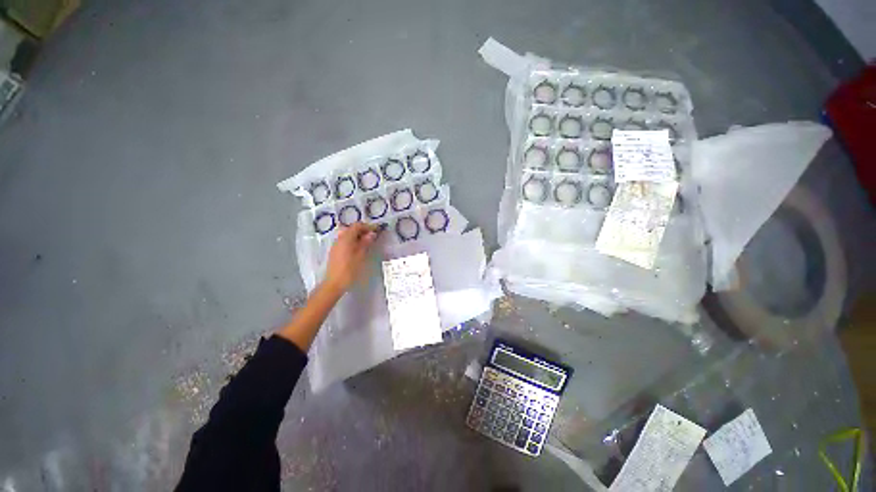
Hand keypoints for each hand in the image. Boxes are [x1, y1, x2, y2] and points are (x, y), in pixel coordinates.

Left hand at [323, 222, 378, 293]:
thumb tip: (371, 234)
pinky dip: (352, 240)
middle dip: (362, 230)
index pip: (357, 226)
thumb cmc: (349, 270)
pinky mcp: (335, 251)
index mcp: (346, 238)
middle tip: (373, 236)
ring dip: (357, 235)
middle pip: (351, 228)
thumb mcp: (360, 256)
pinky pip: (344, 240)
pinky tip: (358, 248)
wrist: (334, 283)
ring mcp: (336, 245)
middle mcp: (339, 239)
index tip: (377, 230)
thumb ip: (365, 243)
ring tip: (367, 242)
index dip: (368, 226)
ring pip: (347, 234)